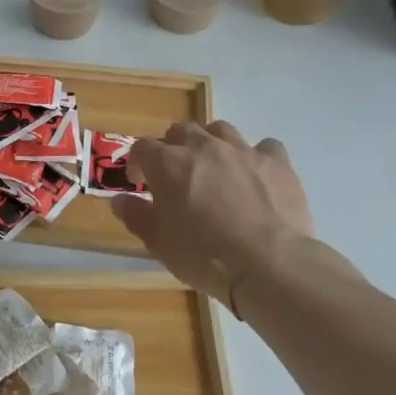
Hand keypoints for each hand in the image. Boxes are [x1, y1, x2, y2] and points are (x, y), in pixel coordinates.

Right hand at [111, 121, 351, 318]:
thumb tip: (119, 200)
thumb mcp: (158, 243)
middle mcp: (202, 147)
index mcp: (168, 163)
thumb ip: (135, 216)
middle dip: (175, 147)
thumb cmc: (203, 255)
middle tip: (178, 175)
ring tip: (217, 168)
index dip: (138, 162)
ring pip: (220, 130)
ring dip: (213, 143)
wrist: (268, 264)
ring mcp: (242, 151)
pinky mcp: (276, 163)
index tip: (140, 182)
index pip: (142, 147)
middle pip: (181, 130)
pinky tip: (258, 176)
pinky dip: (258, 157)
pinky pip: (265, 146)